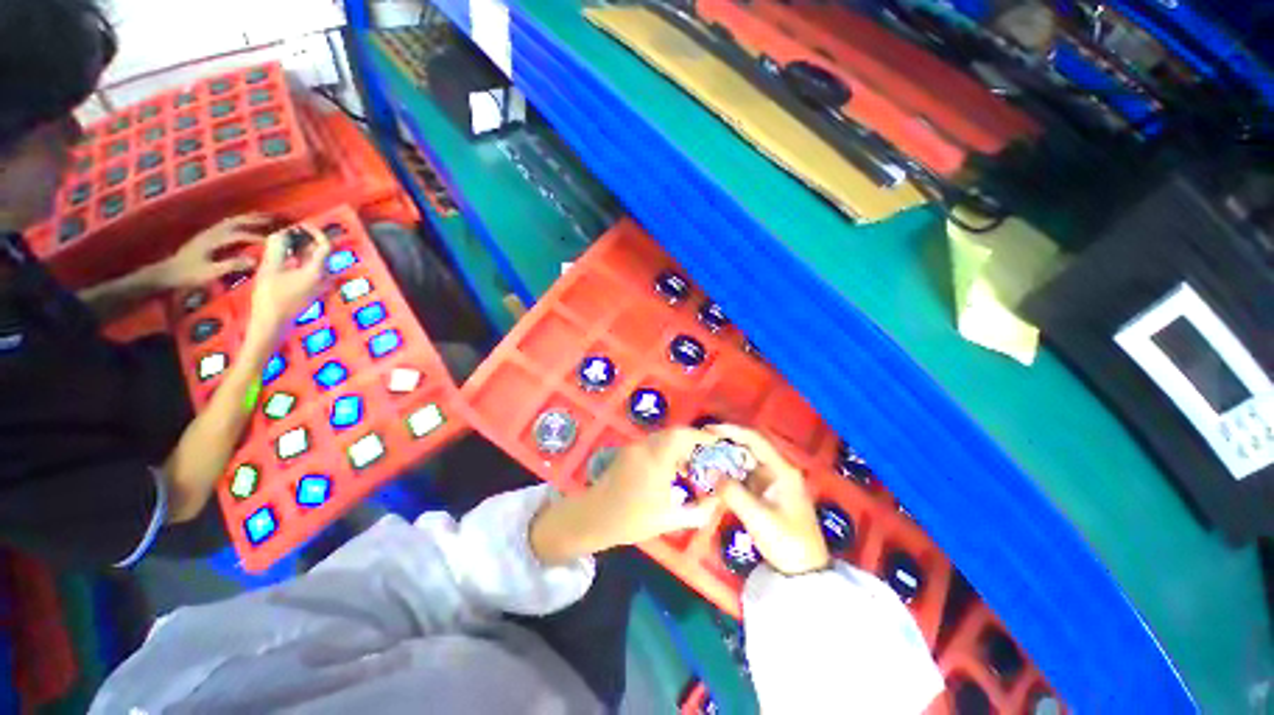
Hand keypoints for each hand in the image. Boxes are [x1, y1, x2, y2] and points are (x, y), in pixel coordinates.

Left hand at [157, 214, 273, 289]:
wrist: (166, 273)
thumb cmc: (188, 274)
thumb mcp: (211, 272)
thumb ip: (232, 265)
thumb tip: (255, 260)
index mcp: (214, 240)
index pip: (240, 234)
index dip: (258, 236)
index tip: (274, 241)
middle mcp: (211, 232)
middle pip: (235, 221)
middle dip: (254, 219)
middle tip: (273, 218)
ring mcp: (207, 233)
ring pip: (230, 221)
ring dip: (246, 218)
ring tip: (261, 217)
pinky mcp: (205, 237)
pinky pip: (225, 225)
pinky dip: (237, 222)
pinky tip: (242, 224)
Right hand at [245, 225, 331, 342]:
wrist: (273, 322)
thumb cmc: (271, 296)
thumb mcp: (270, 268)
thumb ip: (277, 248)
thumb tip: (281, 232)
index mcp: (319, 271)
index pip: (325, 246)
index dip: (315, 232)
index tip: (300, 225)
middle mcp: (325, 278)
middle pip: (322, 253)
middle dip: (307, 240)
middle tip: (289, 232)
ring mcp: (322, 285)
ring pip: (317, 261)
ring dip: (304, 250)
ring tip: (285, 242)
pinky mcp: (315, 290)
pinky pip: (314, 270)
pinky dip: (303, 260)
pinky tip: (286, 258)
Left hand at [530, 428, 720, 564]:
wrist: (593, 518)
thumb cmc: (631, 520)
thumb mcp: (669, 520)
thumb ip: (698, 511)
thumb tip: (718, 500)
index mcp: (655, 460)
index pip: (682, 436)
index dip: (701, 437)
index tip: (718, 446)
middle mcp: (644, 447)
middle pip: (675, 434)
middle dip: (694, 443)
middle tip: (710, 458)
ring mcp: (635, 447)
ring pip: (665, 438)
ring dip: (681, 447)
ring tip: (694, 467)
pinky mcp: (629, 451)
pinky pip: (655, 444)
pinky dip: (669, 451)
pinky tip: (675, 470)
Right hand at [711, 425, 830, 575]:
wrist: (804, 572)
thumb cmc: (786, 541)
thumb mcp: (758, 517)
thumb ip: (732, 492)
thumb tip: (710, 472)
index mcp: (782, 470)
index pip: (755, 440)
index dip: (732, 431)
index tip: (709, 429)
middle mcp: (778, 471)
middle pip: (749, 449)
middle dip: (726, 444)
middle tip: (702, 444)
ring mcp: (772, 483)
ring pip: (745, 463)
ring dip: (726, 459)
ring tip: (704, 458)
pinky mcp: (766, 494)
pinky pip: (745, 477)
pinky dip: (730, 474)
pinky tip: (715, 477)